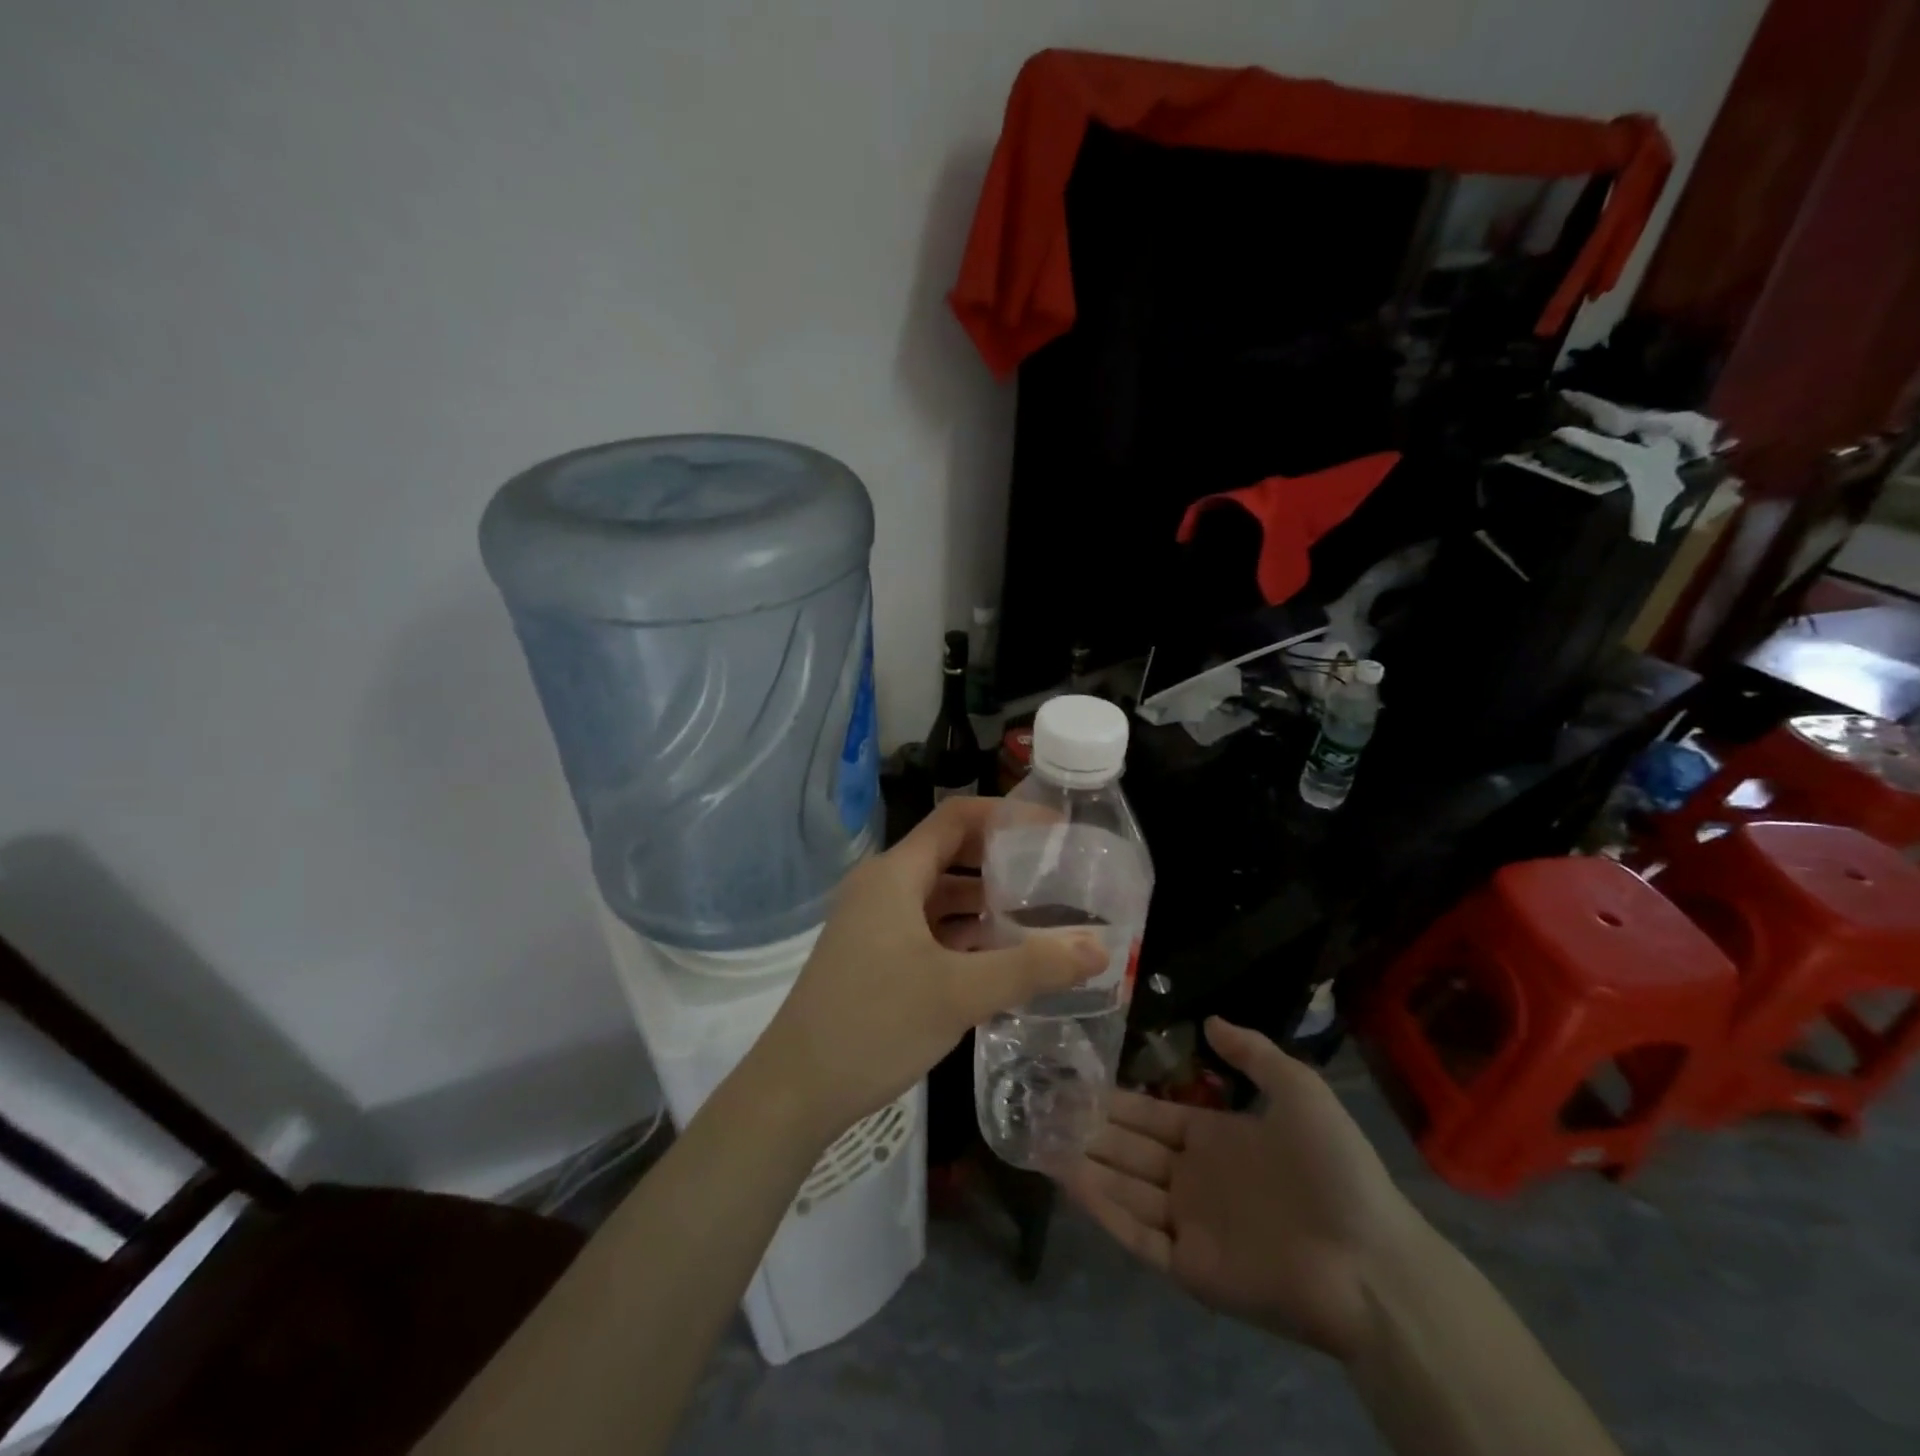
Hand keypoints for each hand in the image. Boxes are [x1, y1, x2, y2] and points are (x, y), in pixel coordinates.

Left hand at [748, 797, 1105, 1143]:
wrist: (794, 1091)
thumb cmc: (874, 1025)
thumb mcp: (960, 993)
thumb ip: (1032, 967)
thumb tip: (1100, 946)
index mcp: (894, 874)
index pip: (956, 819)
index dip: (1006, 815)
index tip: (1054, 830)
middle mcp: (881, 887)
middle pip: (949, 854)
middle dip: (1001, 861)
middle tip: (1055, 874)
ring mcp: (873, 922)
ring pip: (938, 895)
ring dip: (984, 902)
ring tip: (1038, 916)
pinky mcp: (872, 955)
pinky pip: (926, 927)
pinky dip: (962, 933)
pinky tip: (998, 958)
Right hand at [1060, 1018, 1425, 1363]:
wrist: (1370, 1262)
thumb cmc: (1334, 1169)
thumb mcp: (1298, 1090)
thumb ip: (1253, 1053)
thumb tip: (1209, 1019)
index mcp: (1215, 1138)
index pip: (1151, 1115)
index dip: (1114, 1100)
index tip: (1074, 1081)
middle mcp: (1193, 1178)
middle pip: (1129, 1149)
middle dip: (1088, 1128)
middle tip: (1041, 1106)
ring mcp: (1189, 1223)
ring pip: (1124, 1188)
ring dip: (1084, 1165)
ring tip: (1039, 1139)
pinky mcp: (1189, 1266)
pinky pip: (1137, 1234)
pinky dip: (1102, 1209)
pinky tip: (1070, 1180)